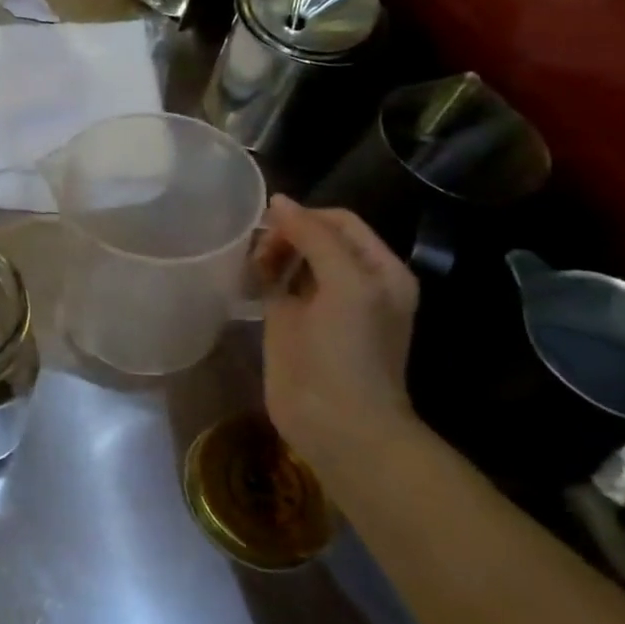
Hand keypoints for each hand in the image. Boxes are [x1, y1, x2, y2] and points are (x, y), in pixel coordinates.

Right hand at [254, 195, 422, 480]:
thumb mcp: (346, 284)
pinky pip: (273, 283)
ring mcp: (320, 303)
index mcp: (378, 270)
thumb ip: (315, 237)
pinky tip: (246, 277)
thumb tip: (279, 201)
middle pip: (313, 235)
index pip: (340, 221)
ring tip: (252, 264)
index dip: (306, 216)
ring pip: (290, 257)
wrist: (337, 423)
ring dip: (269, 251)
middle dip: (284, 233)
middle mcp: (353, 281)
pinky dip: (259, 273)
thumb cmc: (349, 351)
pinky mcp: (290, 322)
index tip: (271, 225)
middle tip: (259, 249)